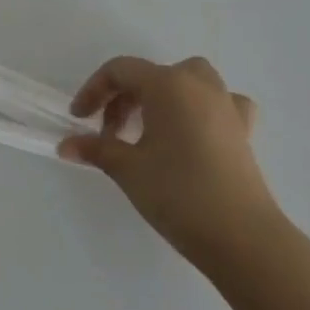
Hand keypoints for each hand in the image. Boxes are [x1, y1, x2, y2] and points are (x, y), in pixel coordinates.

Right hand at [60, 56, 280, 272]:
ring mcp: (226, 106)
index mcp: (167, 84)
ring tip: (149, 127)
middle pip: (152, 74)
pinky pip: (220, 103)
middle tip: (111, 132)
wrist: (243, 238)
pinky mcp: (244, 131)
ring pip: (188, 80)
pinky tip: (194, 131)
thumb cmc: (178, 193)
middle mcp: (198, 85)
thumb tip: (66, 146)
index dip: (94, 90)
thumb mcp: (127, 169)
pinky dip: (202, 108)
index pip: (120, 71)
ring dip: (163, 95)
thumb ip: (96, 149)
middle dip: (125, 97)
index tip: (79, 119)